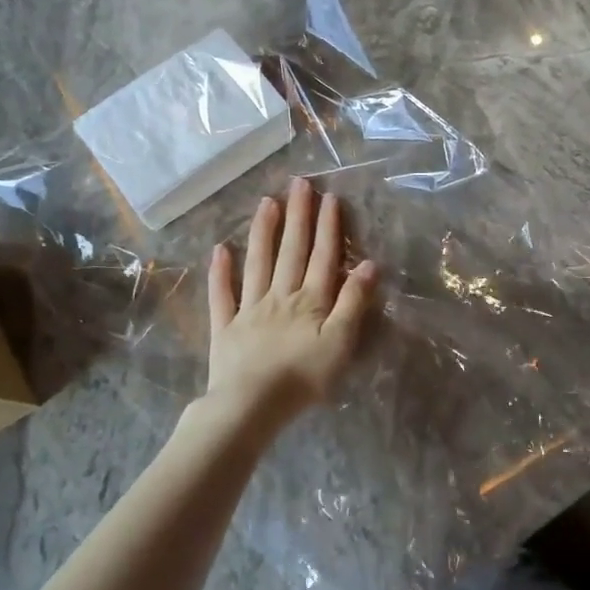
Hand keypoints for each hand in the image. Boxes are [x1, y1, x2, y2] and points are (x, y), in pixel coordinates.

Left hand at [204, 177, 378, 424]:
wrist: (251, 405)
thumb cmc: (304, 378)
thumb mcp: (340, 343)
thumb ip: (353, 302)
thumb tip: (369, 264)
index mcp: (311, 301)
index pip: (323, 257)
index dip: (328, 227)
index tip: (328, 197)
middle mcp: (280, 296)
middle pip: (291, 251)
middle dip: (297, 216)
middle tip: (298, 184)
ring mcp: (249, 309)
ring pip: (258, 264)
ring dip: (263, 232)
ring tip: (266, 202)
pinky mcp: (225, 328)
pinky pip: (222, 295)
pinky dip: (220, 272)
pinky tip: (220, 250)